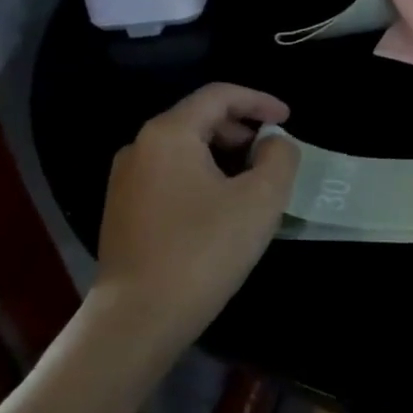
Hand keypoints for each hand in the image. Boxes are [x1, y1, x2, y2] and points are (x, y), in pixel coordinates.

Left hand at [91, 84, 300, 340]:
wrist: (140, 317)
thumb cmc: (205, 249)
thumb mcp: (262, 198)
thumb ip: (279, 157)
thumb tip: (272, 143)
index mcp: (169, 134)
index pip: (219, 95)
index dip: (259, 101)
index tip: (289, 119)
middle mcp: (139, 147)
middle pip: (199, 119)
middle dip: (242, 130)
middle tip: (273, 156)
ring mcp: (126, 181)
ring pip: (185, 149)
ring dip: (225, 156)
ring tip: (254, 184)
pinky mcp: (123, 211)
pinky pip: (171, 176)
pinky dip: (203, 177)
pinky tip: (223, 209)